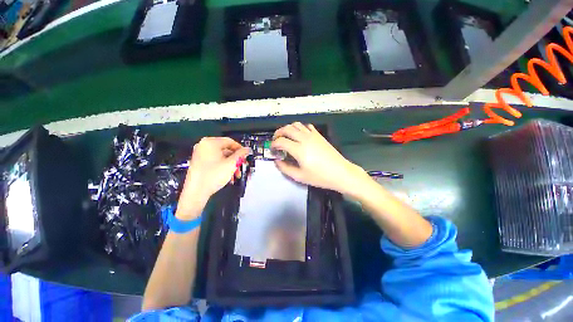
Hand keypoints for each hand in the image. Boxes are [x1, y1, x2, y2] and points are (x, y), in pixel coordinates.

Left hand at [178, 137, 248, 218]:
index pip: (230, 141)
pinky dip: (223, 167)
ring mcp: (200, 154)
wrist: (196, 192)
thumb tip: (247, 149)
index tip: (246, 156)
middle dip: (236, 160)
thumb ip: (241, 154)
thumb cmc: (214, 175)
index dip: (240, 149)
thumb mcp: (231, 164)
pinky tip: (229, 177)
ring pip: (221, 157)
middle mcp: (204, 146)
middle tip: (242, 167)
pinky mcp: (199, 162)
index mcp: (210, 142)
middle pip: (226, 150)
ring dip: (231, 165)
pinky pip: (215, 161)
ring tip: (236, 175)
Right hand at [272, 122, 366, 193]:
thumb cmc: (320, 177)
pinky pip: (307, 126)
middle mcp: (304, 139)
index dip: (273, 144)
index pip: (281, 141)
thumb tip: (277, 161)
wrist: (340, 173)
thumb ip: (285, 168)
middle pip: (287, 129)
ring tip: (285, 136)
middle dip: (278, 133)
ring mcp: (313, 135)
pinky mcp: (319, 135)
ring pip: (296, 125)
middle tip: (275, 140)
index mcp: (299, 149)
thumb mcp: (299, 177)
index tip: (272, 150)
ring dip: (288, 129)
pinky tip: (299, 135)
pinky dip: (300, 128)